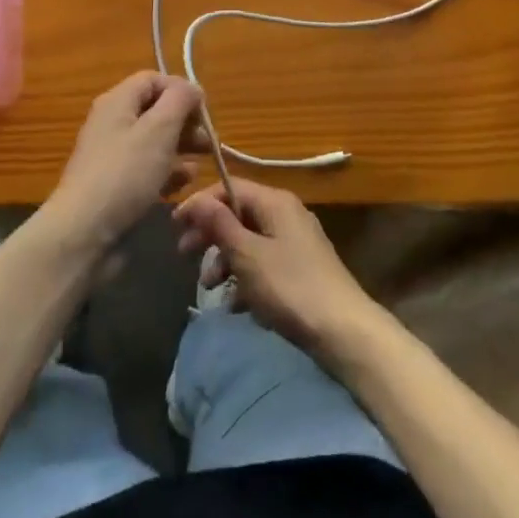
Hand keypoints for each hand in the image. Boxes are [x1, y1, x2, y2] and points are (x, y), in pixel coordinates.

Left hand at [41, 72, 203, 256]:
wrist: (84, 234)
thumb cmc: (125, 174)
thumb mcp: (159, 129)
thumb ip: (180, 100)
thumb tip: (193, 88)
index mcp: (118, 102)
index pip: (154, 80)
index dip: (181, 90)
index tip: (203, 111)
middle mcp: (113, 123)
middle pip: (156, 110)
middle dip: (185, 122)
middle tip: (209, 141)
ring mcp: (113, 156)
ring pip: (155, 142)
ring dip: (181, 149)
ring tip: (200, 164)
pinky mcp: (117, 186)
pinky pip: (148, 170)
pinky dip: (167, 173)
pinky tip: (181, 186)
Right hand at [174, 179, 379, 358]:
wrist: (344, 330)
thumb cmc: (290, 287)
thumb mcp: (248, 256)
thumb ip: (220, 226)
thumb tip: (198, 200)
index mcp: (275, 201)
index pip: (229, 187)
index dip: (200, 203)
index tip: (174, 225)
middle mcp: (286, 213)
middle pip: (238, 214)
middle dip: (210, 234)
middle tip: (184, 256)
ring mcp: (296, 241)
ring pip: (249, 241)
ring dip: (225, 260)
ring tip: (210, 288)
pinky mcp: (300, 268)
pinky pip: (263, 263)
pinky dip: (246, 278)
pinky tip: (236, 305)